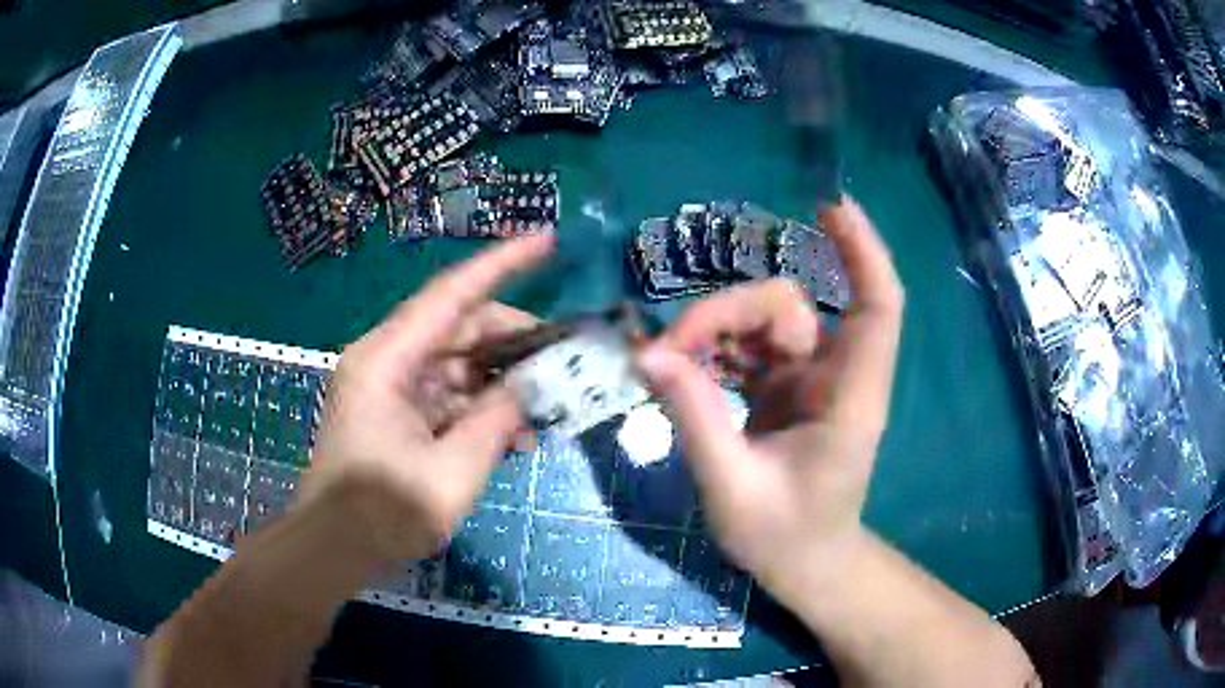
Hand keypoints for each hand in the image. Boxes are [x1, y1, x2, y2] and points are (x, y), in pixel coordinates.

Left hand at [301, 235, 552, 561]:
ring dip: (501, 383)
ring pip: (457, 364)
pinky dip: (481, 409)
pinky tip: (515, 436)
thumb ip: (497, 420)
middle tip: (563, 358)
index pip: (450, 296)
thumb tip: (531, 387)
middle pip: (458, 329)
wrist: (334, 548)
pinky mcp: (396, 412)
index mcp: (386, 360)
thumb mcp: (453, 471)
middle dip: (513, 340)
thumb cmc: (383, 513)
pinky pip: (447, 395)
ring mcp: (390, 386)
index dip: (501, 264)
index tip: (546, 240)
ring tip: (546, 410)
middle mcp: (385, 360)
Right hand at [638, 199, 904, 598]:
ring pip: (763, 321)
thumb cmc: (784, 538)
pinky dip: (713, 350)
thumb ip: (695, 418)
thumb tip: (648, 354)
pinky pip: (749, 347)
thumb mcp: (731, 487)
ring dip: (712, 330)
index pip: (877, 307)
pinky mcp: (786, 388)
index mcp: (849, 400)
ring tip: (664, 365)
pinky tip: (681, 370)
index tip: (828, 205)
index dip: (862, 251)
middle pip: (786, 306)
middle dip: (724, 313)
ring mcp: (810, 380)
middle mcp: (836, 377)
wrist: (806, 564)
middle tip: (666, 352)